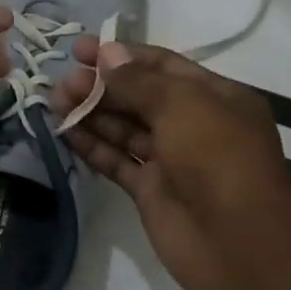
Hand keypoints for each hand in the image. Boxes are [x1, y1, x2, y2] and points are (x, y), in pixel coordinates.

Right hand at [51, 42, 290, 289]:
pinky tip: (64, 133)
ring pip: (123, 128)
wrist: (236, 240)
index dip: (120, 54)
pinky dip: (91, 146)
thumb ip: (138, 80)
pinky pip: (116, 160)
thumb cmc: (216, 156)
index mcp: (214, 97)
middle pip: (138, 96)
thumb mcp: (181, 104)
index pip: (161, 65)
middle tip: (62, 82)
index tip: (78, 49)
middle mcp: (193, 124)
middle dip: (100, 86)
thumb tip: (106, 54)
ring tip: (54, 102)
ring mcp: (171, 158)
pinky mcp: (150, 189)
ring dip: (90, 113)